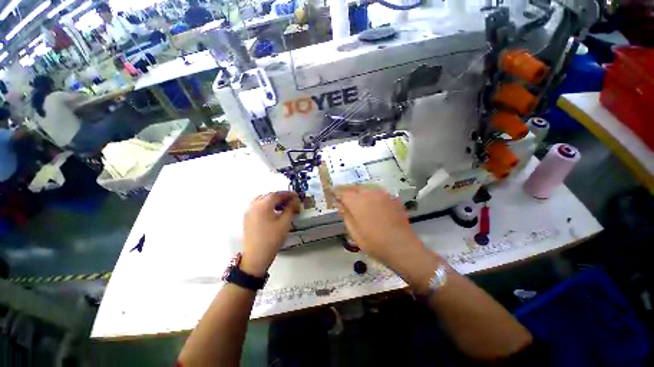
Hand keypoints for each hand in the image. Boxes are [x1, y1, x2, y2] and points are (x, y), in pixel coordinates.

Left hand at [241, 191, 299, 276]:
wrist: (256, 256)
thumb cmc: (272, 239)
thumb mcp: (285, 222)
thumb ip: (290, 208)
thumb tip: (295, 201)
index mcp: (263, 205)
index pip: (277, 194)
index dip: (288, 194)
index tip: (296, 196)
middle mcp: (254, 205)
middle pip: (269, 195)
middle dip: (281, 197)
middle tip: (291, 201)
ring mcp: (249, 211)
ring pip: (262, 200)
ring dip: (273, 200)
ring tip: (283, 206)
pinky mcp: (247, 218)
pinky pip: (258, 206)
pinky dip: (266, 205)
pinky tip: (274, 212)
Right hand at [333, 186, 424, 270]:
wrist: (402, 247)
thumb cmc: (374, 243)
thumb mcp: (354, 232)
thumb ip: (346, 215)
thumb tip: (339, 204)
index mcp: (357, 202)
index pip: (342, 192)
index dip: (336, 191)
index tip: (331, 191)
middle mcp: (369, 193)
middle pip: (354, 187)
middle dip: (347, 190)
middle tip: (342, 195)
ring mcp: (382, 194)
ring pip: (366, 188)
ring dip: (358, 191)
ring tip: (355, 198)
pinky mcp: (392, 198)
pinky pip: (376, 192)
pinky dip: (369, 194)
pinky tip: (370, 201)